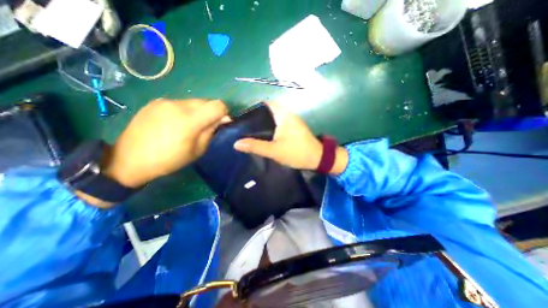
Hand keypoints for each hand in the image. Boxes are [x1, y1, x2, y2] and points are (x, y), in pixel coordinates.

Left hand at [104, 100, 224, 188]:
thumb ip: (210, 132)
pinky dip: (184, 111)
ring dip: (197, 112)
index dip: (224, 113)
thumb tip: (221, 120)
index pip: (218, 105)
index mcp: (190, 119)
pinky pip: (179, 103)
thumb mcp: (197, 150)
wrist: (129, 160)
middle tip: (205, 126)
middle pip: (206, 101)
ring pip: (193, 102)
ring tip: (188, 126)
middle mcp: (178, 105)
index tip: (221, 123)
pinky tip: (175, 123)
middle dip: (211, 112)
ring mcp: (165, 101)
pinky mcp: (155, 102)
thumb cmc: (169, 160)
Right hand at [233, 101, 347, 172]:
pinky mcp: (293, 128)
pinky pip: (278, 124)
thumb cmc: (297, 153)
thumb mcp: (274, 151)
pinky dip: (270, 128)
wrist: (317, 158)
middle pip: (268, 111)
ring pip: (273, 118)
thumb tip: (236, 143)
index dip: (253, 109)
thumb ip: (256, 146)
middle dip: (257, 118)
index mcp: (283, 115)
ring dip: (264, 123)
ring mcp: (291, 121)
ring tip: (251, 131)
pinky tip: (264, 136)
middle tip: (245, 127)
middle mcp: (288, 114)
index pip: (265, 104)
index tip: (244, 118)